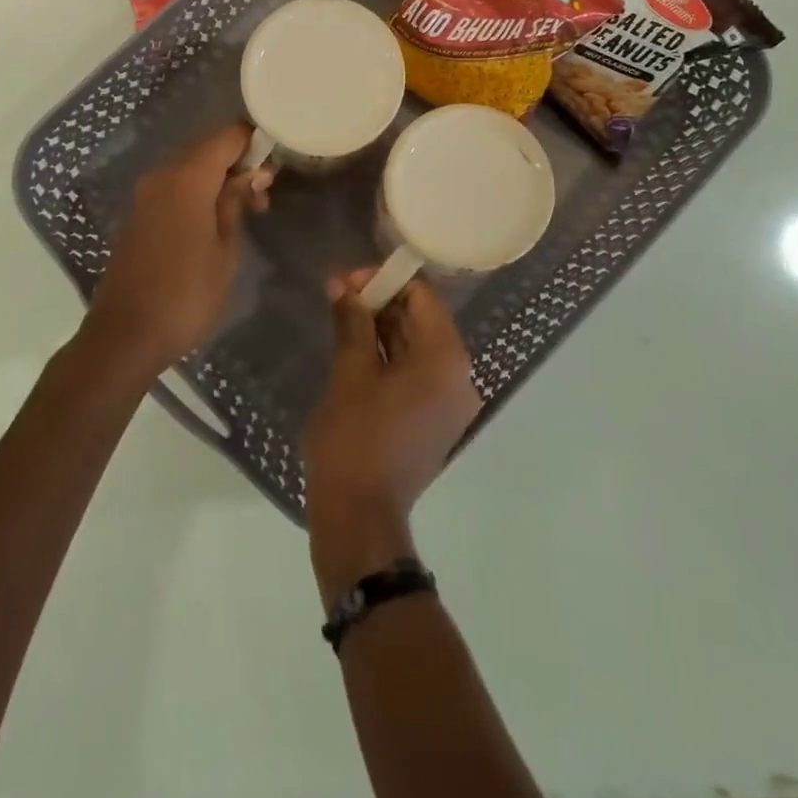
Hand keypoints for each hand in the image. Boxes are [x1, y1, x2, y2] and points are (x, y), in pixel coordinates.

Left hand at [78, 124, 271, 382]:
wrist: (126, 336)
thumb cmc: (187, 295)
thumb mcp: (225, 249)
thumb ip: (236, 202)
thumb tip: (253, 173)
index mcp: (187, 179)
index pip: (227, 137)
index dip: (254, 140)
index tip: (278, 157)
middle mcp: (162, 176)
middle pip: (207, 149)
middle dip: (239, 162)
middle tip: (265, 193)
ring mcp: (145, 195)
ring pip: (190, 168)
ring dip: (219, 179)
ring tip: (247, 210)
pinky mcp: (138, 214)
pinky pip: (175, 187)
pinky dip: (199, 192)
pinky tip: (216, 219)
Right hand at [303, 271, 482, 601]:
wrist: (359, 517)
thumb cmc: (354, 438)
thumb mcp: (349, 372)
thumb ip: (352, 321)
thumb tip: (342, 285)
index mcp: (446, 359)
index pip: (423, 297)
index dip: (385, 281)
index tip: (347, 280)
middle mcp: (459, 376)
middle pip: (422, 320)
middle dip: (381, 303)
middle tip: (338, 294)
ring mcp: (450, 402)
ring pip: (417, 347)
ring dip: (382, 328)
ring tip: (342, 316)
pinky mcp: (435, 420)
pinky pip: (416, 373)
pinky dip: (389, 357)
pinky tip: (356, 347)